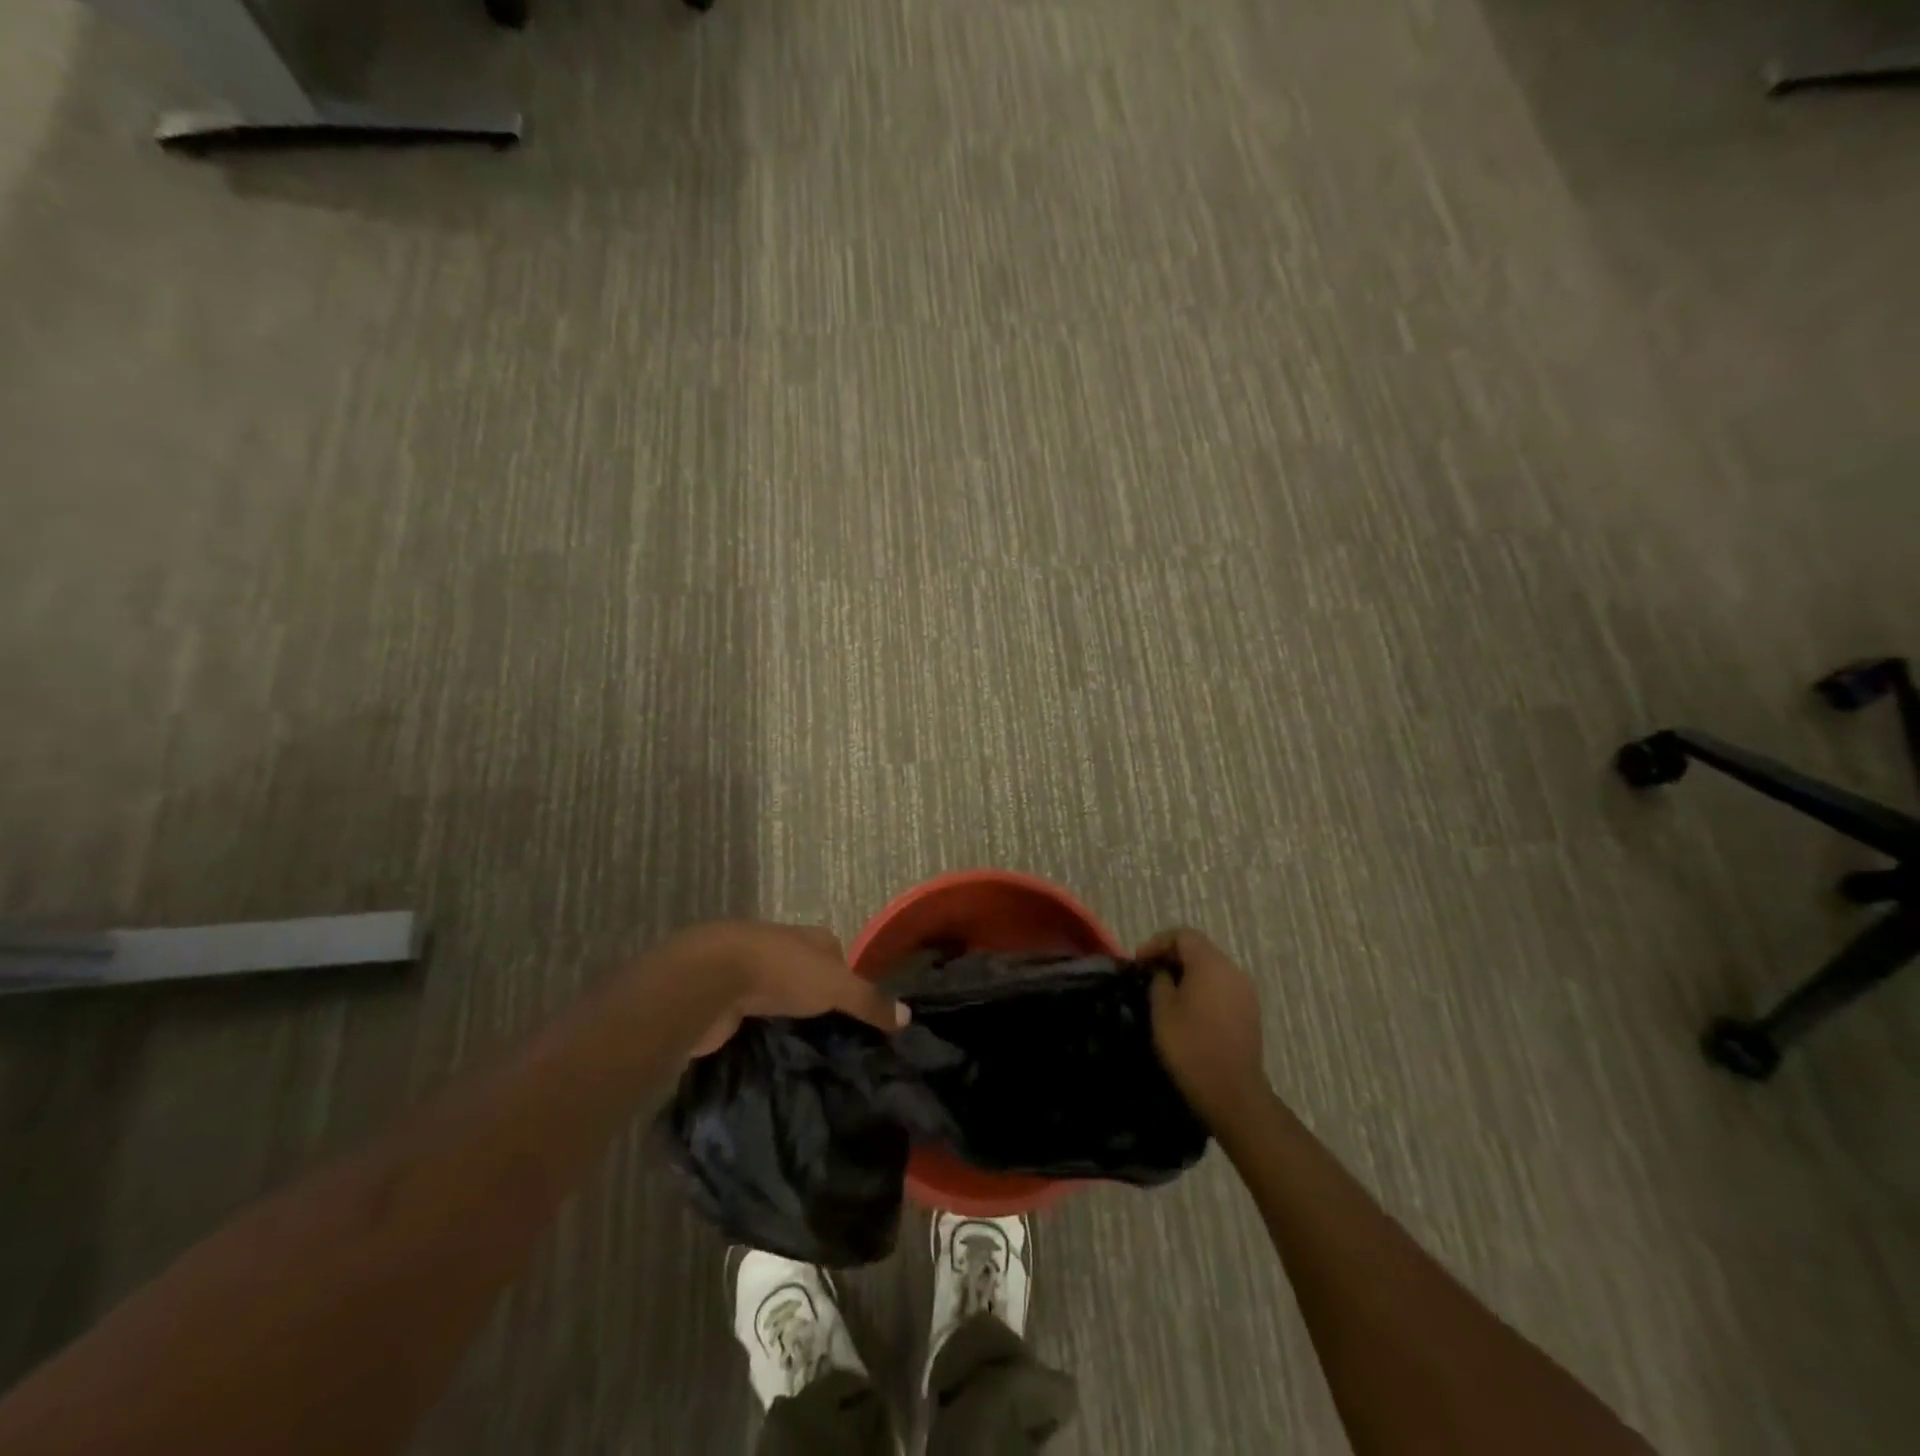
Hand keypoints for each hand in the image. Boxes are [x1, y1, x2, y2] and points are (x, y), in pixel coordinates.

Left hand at [644, 921, 908, 1057]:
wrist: (710, 979)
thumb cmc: (781, 971)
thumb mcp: (835, 986)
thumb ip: (869, 1001)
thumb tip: (909, 1016)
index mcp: (810, 938)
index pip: (838, 955)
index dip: (850, 980)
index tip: (862, 1014)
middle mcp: (781, 949)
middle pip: (808, 976)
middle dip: (819, 1001)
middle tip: (839, 1041)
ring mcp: (750, 973)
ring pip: (778, 998)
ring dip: (788, 1018)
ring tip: (808, 1053)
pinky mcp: (725, 1000)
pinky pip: (752, 1018)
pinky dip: (762, 1032)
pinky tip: (772, 1053)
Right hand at [1141, 927, 1268, 1127]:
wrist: (1232, 1092)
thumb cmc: (1191, 1046)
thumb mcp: (1162, 1010)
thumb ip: (1160, 980)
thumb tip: (1163, 972)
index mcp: (1211, 964)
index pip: (1183, 935)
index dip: (1157, 943)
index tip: (1139, 962)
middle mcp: (1233, 970)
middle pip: (1199, 949)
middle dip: (1172, 956)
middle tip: (1149, 974)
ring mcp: (1245, 991)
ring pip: (1212, 968)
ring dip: (1188, 973)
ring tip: (1166, 992)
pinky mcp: (1250, 1012)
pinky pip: (1222, 987)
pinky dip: (1203, 988)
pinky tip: (1189, 1009)